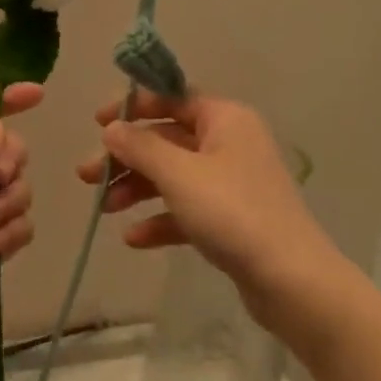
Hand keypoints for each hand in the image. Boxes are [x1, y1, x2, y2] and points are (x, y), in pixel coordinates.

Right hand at [77, 91, 341, 318]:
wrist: (293, 282)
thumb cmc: (233, 212)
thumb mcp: (178, 174)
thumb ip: (140, 147)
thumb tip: (111, 128)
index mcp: (224, 119)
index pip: (171, 98)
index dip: (132, 108)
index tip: (97, 123)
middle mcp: (229, 143)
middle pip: (166, 140)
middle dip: (126, 157)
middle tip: (87, 176)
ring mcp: (231, 183)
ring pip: (172, 176)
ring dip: (137, 188)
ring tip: (105, 209)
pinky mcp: (231, 220)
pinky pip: (186, 209)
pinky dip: (160, 219)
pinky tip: (134, 238)